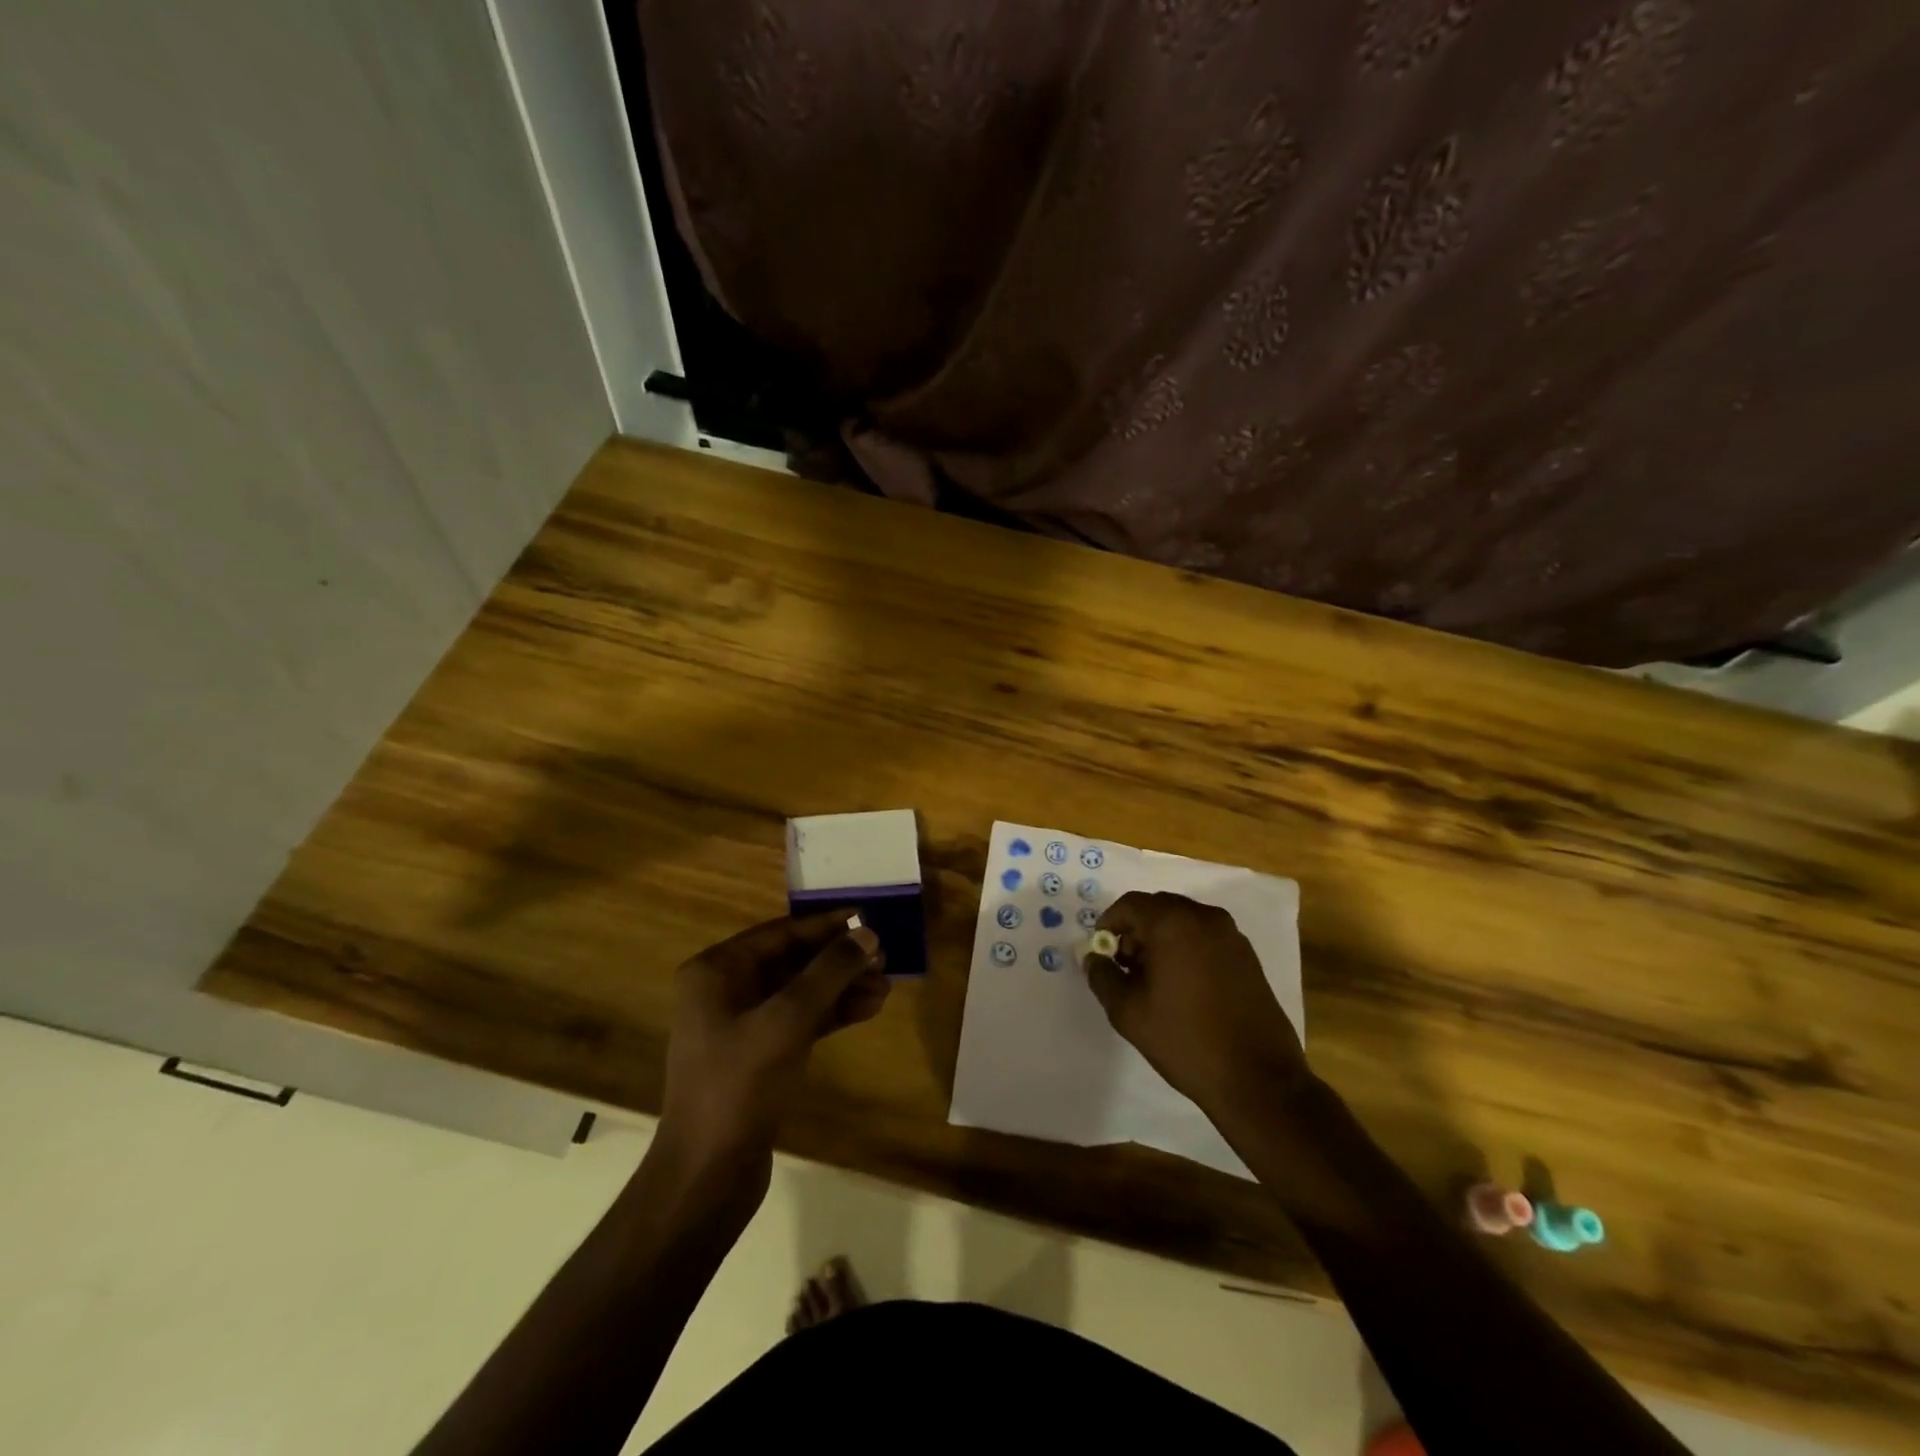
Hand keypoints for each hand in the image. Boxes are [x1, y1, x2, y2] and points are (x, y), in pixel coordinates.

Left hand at [659, 910, 887, 1188]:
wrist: (707, 1175)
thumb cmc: (739, 1085)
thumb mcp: (787, 1020)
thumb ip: (829, 972)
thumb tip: (867, 933)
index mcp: (716, 971)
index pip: (781, 933)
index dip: (826, 925)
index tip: (868, 919)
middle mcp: (725, 990)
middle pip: (793, 961)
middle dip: (839, 960)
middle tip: (884, 958)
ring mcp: (741, 1025)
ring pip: (801, 992)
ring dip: (842, 987)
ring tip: (885, 987)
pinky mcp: (759, 1055)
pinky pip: (800, 1020)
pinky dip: (832, 1013)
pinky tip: (868, 1009)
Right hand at [1086, 891, 1307, 1124]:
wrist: (1257, 1079)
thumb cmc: (1184, 1040)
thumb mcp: (1128, 1011)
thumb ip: (1103, 976)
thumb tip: (1094, 958)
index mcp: (1174, 923)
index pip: (1131, 905)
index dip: (1109, 924)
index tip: (1101, 952)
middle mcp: (1205, 918)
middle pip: (1158, 908)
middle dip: (1136, 931)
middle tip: (1124, 966)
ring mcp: (1232, 936)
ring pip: (1184, 921)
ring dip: (1162, 939)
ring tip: (1152, 980)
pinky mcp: (1248, 956)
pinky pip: (1206, 937)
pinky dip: (1186, 948)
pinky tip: (1182, 986)